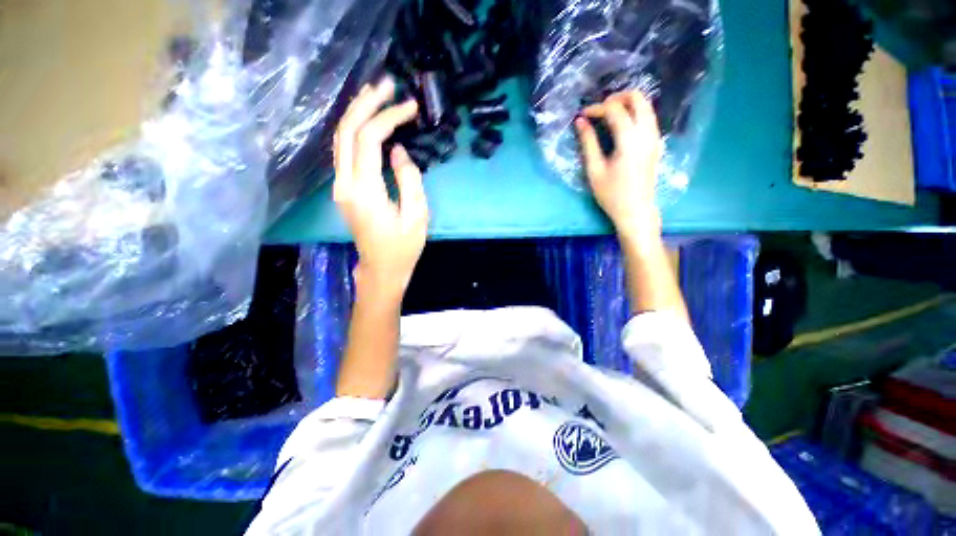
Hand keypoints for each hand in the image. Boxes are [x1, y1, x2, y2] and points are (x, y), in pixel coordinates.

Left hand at [333, 77, 427, 300]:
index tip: (410, 107)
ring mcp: (340, 186)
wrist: (381, 268)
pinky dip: (355, 130)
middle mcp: (345, 183)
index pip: (370, 139)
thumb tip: (399, 151)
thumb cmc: (403, 247)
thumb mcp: (417, 216)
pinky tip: (367, 120)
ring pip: (341, 138)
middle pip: (347, 131)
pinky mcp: (344, 189)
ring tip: (376, 93)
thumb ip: (409, 180)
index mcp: (365, 191)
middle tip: (387, 84)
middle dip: (367, 103)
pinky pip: (345, 151)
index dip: (389, 117)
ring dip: (357, 112)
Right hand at [575, 91, 662, 238]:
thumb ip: (588, 143)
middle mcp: (647, 133)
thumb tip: (580, 121)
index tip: (582, 116)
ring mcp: (655, 137)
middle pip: (637, 98)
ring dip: (626, 105)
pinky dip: (634, 114)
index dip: (596, 108)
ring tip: (607, 117)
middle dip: (616, 98)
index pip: (615, 110)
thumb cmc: (611, 194)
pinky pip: (648, 117)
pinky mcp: (656, 143)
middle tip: (598, 110)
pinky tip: (620, 127)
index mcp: (630, 140)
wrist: (636, 210)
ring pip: (645, 106)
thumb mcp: (595, 170)